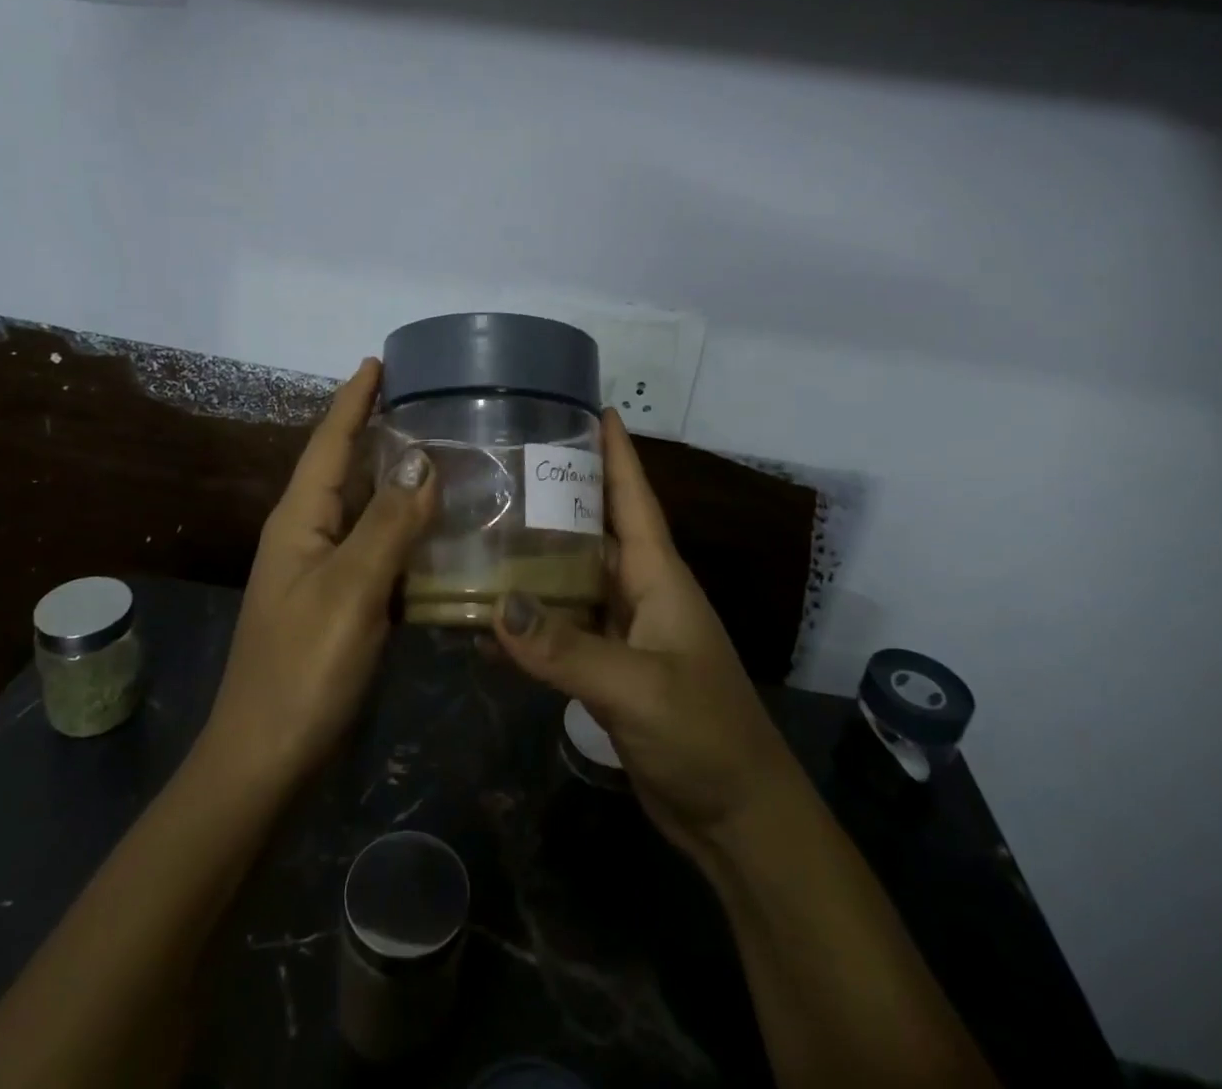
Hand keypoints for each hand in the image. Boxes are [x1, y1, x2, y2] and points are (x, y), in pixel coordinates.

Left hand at [204, 359, 437, 785]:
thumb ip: (389, 523)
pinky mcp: (338, 602)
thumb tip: (422, 460)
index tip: (378, 362)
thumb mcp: (350, 589)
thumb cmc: (303, 667)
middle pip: (345, 469)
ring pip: (364, 509)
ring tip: (444, 454)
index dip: (353, 400)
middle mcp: (306, 535)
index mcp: (299, 519)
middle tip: (428, 404)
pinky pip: (376, 548)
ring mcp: (321, 571)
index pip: (329, 442)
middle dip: (379, 432)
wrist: (267, 758)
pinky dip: (405, 530)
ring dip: (397, 481)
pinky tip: (437, 529)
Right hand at [492, 410, 795, 859]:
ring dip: (536, 556)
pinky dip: (531, 618)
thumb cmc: (704, 734)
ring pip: (573, 577)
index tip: (592, 406)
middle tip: (505, 460)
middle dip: (558, 492)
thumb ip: (566, 648)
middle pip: (594, 528)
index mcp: (658, 575)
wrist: (737, 816)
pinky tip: (490, 615)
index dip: (616, 450)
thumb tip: (495, 604)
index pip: (634, 496)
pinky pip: (563, 627)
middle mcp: (640, 591)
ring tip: (484, 525)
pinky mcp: (608, 669)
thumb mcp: (637, 687)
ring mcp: (624, 631)